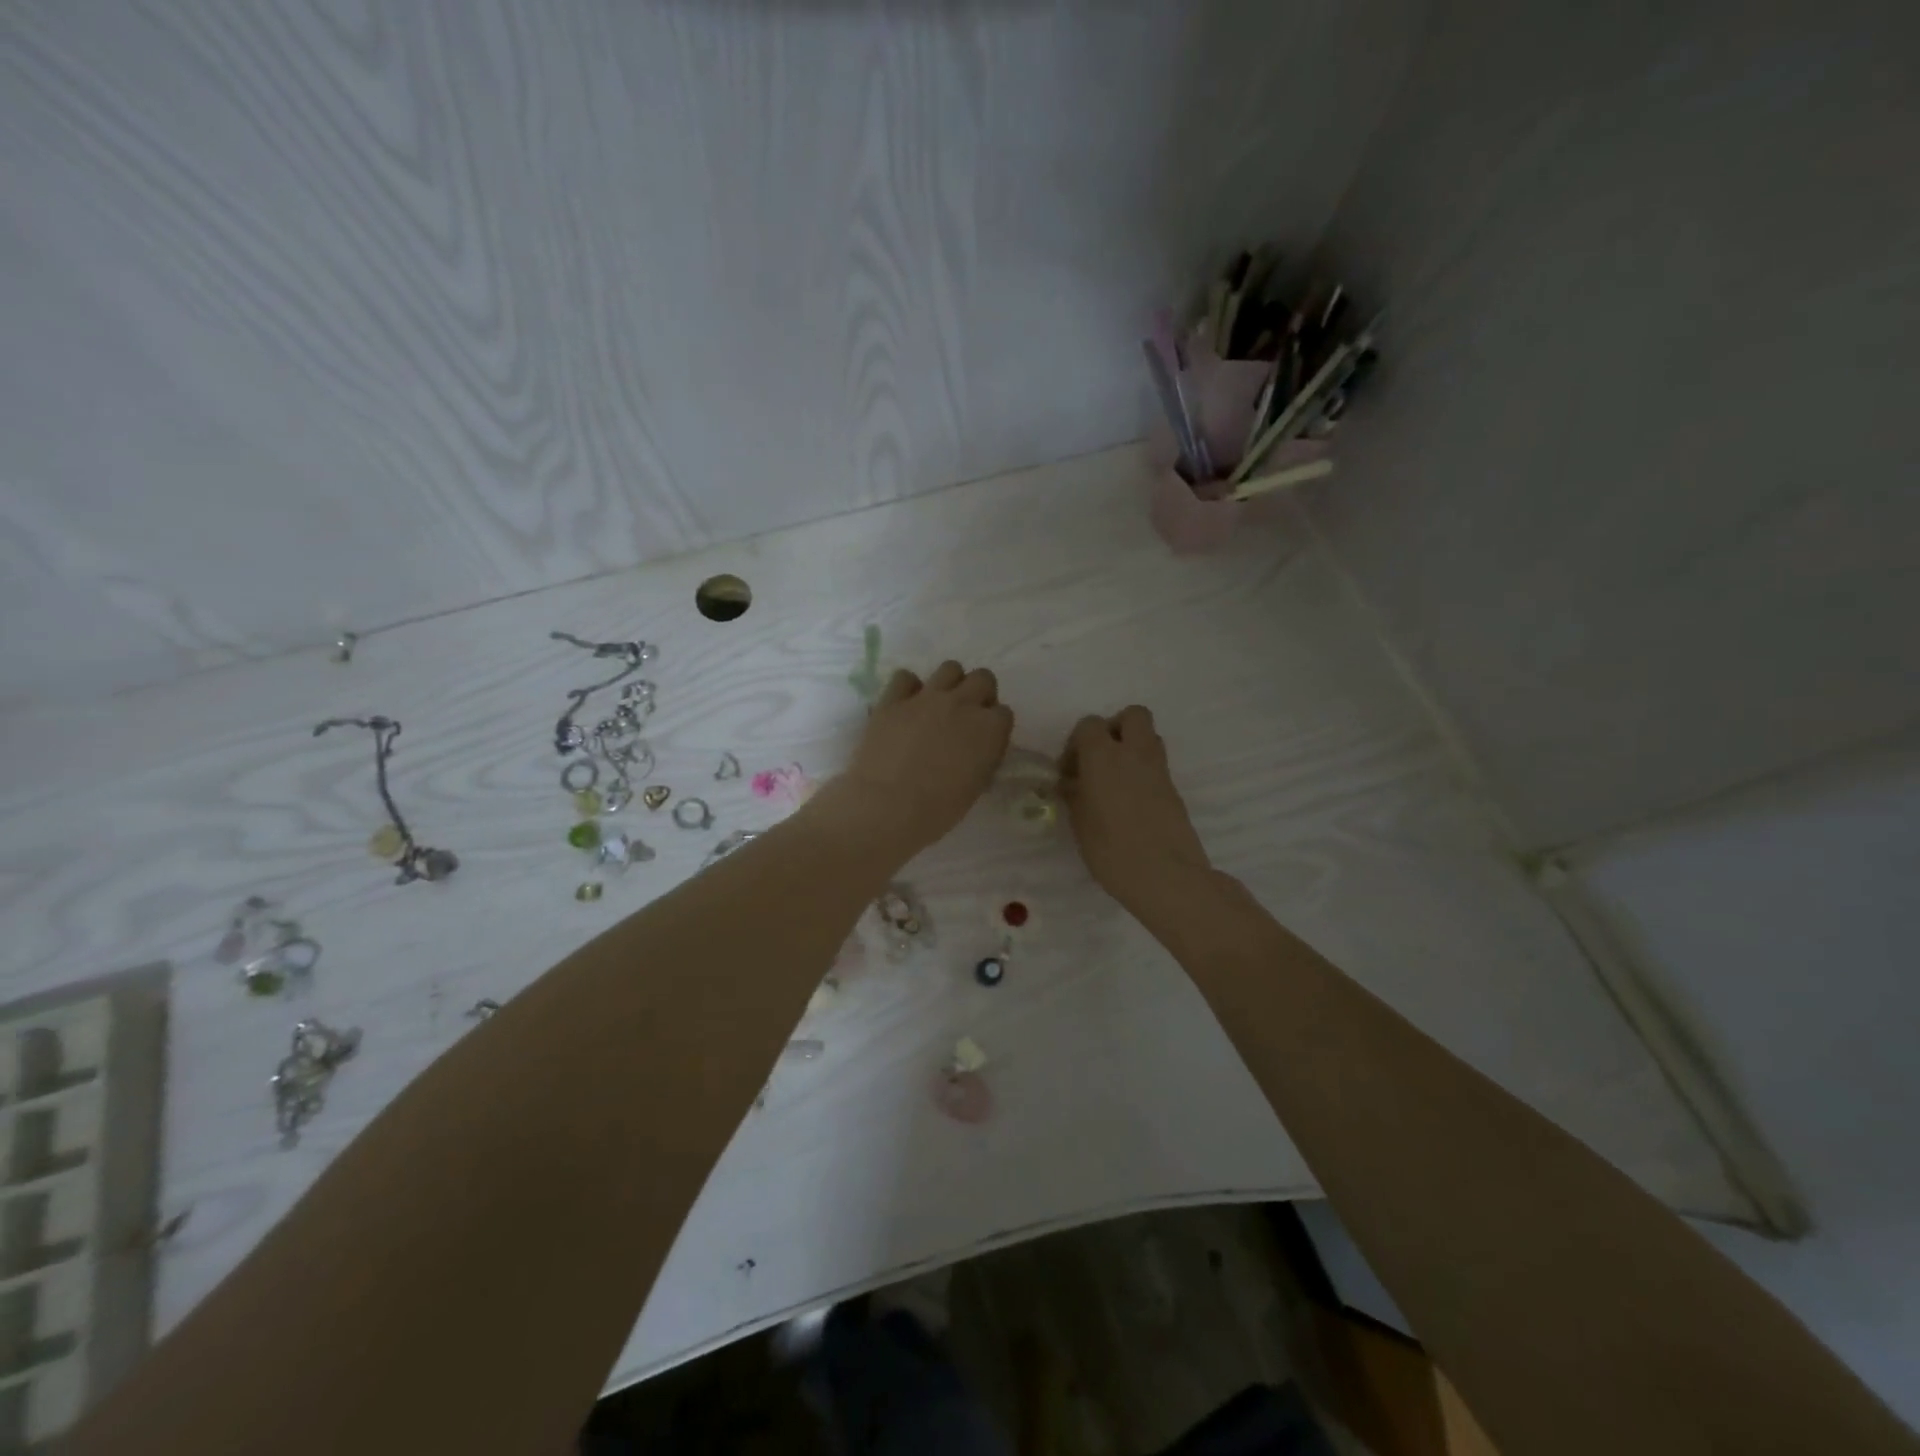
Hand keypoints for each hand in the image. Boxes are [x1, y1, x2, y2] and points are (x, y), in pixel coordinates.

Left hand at [827, 661, 1013, 857]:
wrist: (886, 807)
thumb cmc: (938, 810)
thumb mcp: (975, 786)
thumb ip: (982, 757)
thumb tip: (978, 749)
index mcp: (990, 729)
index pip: (1004, 713)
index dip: (995, 726)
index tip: (985, 740)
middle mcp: (963, 704)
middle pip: (983, 679)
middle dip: (980, 694)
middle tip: (966, 717)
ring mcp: (926, 697)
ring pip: (950, 668)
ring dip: (950, 683)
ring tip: (939, 705)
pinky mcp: (893, 699)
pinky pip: (905, 677)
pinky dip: (908, 688)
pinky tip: (905, 706)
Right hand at [1060, 707, 1211, 910]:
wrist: (1167, 877)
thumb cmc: (1112, 851)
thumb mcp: (1080, 824)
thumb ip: (1073, 795)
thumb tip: (1070, 782)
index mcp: (1104, 756)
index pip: (1089, 725)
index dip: (1076, 743)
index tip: (1069, 772)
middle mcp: (1135, 753)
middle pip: (1132, 715)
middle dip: (1115, 728)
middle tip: (1099, 759)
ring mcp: (1159, 770)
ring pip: (1149, 737)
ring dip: (1131, 748)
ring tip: (1114, 781)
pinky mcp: (1174, 790)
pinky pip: (1156, 765)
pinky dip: (1142, 772)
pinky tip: (1129, 802)